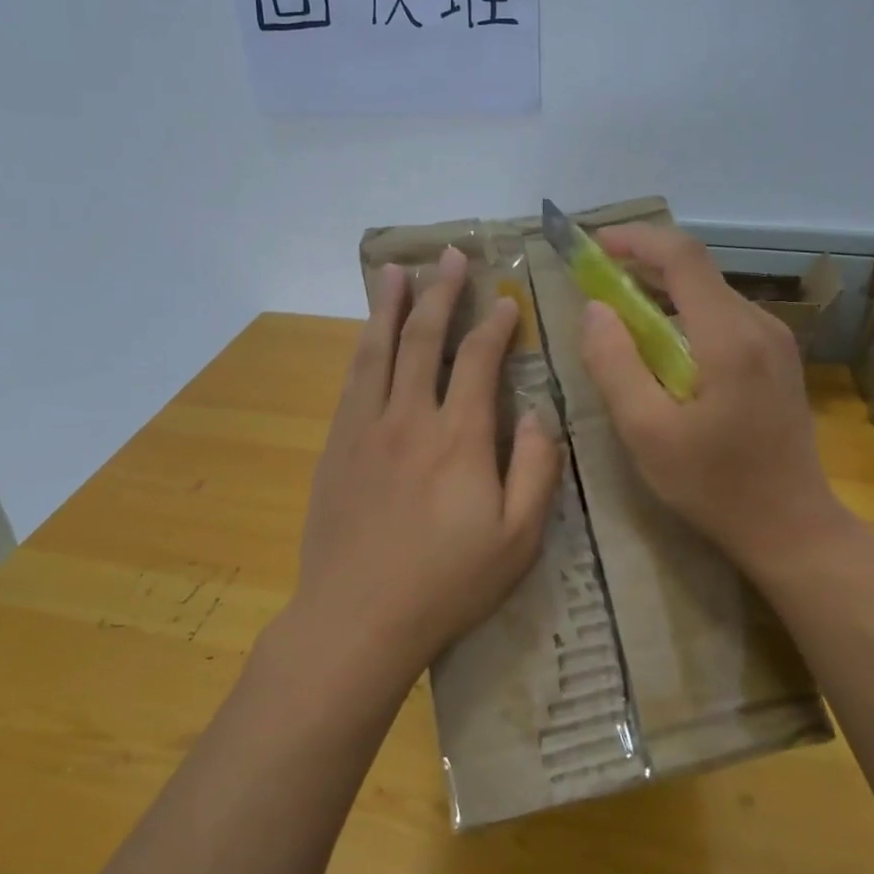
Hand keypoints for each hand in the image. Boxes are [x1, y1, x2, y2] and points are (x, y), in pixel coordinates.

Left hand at [286, 247, 562, 700]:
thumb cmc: (446, 583)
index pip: (479, 362)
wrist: (356, 618)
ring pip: (378, 350)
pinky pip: (352, 381)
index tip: (505, 300)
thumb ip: (535, 469)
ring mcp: (366, 428)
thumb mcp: (517, 539)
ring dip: (389, 306)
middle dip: (440, 293)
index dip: (495, 325)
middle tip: (449, 256)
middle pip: (424, 339)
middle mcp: (409, 417)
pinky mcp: (337, 445)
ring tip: (395, 271)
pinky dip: (363, 347)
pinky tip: (366, 334)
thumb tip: (536, 413)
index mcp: (459, 438)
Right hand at [579, 224, 845, 575]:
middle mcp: (759, 324)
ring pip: (710, 293)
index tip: (594, 247)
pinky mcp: (778, 359)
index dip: (636, 240)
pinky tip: (662, 348)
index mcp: (729, 336)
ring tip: (620, 316)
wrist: (792, 527)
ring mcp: (775, 340)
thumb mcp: (647, 432)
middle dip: (643, 266)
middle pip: (697, 271)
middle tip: (595, 283)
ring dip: (662, 293)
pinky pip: (724, 317)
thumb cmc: (714, 485)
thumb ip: (615, 364)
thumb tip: (594, 310)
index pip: (682, 256)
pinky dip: (685, 316)